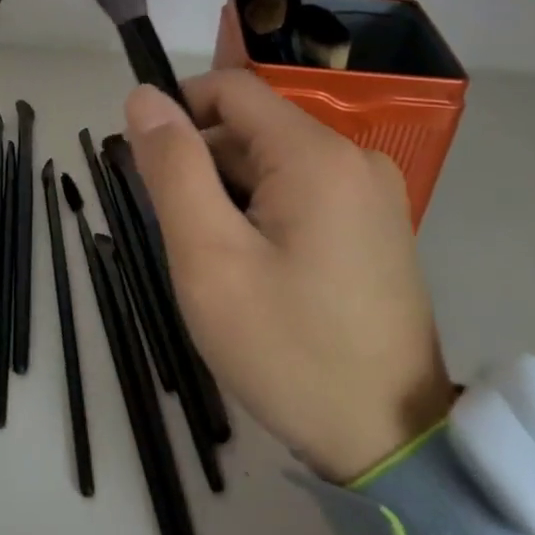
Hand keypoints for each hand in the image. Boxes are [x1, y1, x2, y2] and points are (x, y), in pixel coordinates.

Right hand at [122, 72, 454, 481]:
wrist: (390, 445)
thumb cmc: (287, 349)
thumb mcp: (209, 257)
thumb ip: (173, 167)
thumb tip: (144, 96)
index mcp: (316, 155)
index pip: (231, 89)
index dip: (178, 111)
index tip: (146, 165)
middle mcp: (353, 158)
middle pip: (251, 127)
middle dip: (201, 162)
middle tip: (178, 234)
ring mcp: (371, 193)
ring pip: (273, 162)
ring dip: (228, 192)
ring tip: (215, 260)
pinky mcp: (375, 225)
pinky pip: (300, 191)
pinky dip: (261, 211)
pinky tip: (253, 268)